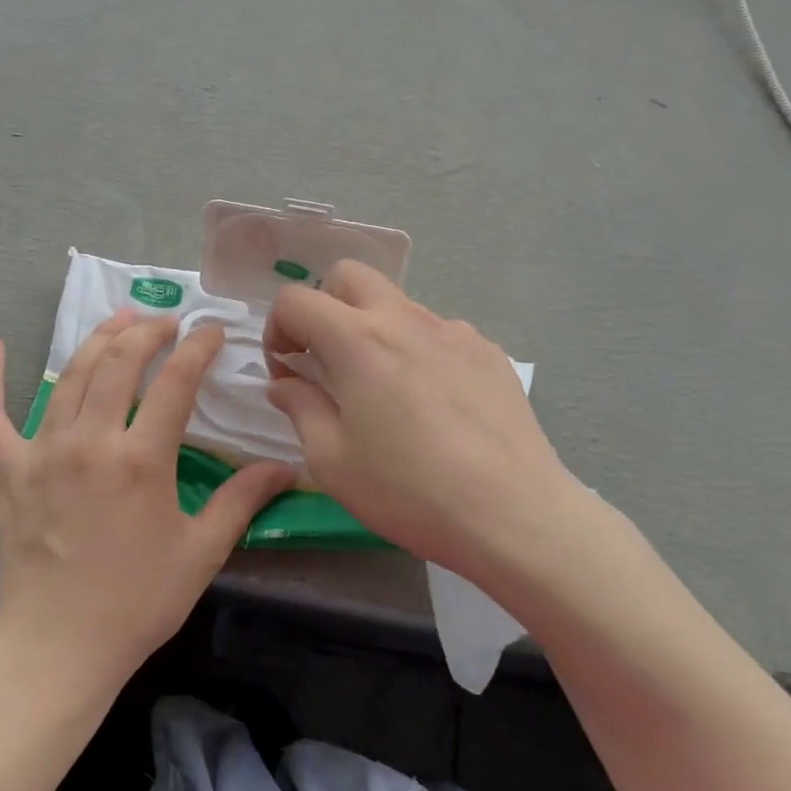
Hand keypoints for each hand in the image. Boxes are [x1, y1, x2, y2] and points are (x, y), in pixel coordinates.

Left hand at [0, 310, 294, 694]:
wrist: (57, 648)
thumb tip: (287, 466)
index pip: (177, 381)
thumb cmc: (137, 603)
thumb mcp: (201, 553)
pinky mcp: (6, 469)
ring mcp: (42, 451)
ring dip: (99, 338)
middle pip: (121, 362)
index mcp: (142, 460)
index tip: (212, 332)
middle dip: (148, 331)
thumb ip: (242, 501)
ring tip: (121, 317)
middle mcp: (91, 441)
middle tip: (167, 322)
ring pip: (72, 375)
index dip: (198, 348)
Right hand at [263, 262, 586, 584]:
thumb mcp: (332, 460)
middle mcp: (404, 319)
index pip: (296, 300)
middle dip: (324, 306)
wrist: (513, 514)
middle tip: (326, 360)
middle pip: (349, 275)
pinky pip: (438, 333)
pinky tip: (433, 404)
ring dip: (373, 330)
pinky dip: (418, 351)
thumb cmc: (408, 490)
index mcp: (357, 339)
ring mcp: (452, 330)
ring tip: (384, 391)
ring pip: (396, 304)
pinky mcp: (487, 351)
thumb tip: (285, 382)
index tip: (287, 371)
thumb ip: (300, 408)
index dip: (277, 329)